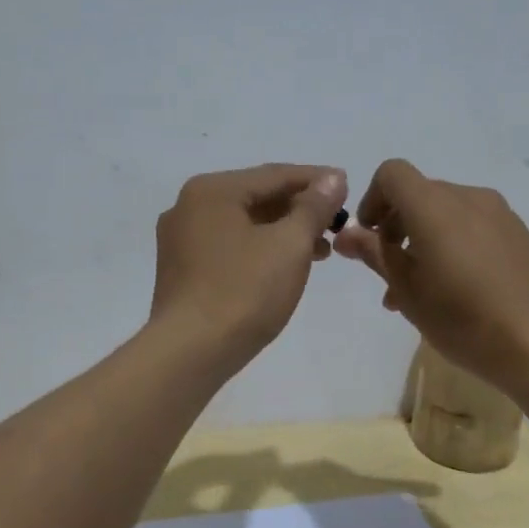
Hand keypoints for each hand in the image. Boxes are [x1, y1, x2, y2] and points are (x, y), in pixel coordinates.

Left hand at [150, 164, 348, 365]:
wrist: (190, 352)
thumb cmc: (244, 291)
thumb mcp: (290, 245)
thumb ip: (314, 207)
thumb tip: (333, 178)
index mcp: (212, 190)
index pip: (275, 174)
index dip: (316, 180)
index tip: (348, 187)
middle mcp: (189, 205)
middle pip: (256, 196)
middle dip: (300, 209)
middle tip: (337, 223)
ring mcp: (179, 238)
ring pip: (242, 223)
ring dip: (282, 231)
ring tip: (321, 250)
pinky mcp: (180, 268)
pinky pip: (228, 245)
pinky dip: (259, 248)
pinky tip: (284, 265)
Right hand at [335, 159, 528, 398]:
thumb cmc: (466, 320)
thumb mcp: (409, 291)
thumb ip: (375, 254)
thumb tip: (347, 233)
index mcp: (436, 206)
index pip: (392, 173)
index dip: (372, 199)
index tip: (369, 239)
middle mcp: (470, 198)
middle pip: (420, 194)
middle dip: (396, 228)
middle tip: (389, 276)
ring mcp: (502, 216)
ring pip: (447, 215)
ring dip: (424, 241)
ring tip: (420, 294)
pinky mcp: (522, 237)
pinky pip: (475, 228)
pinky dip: (454, 246)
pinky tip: (458, 294)